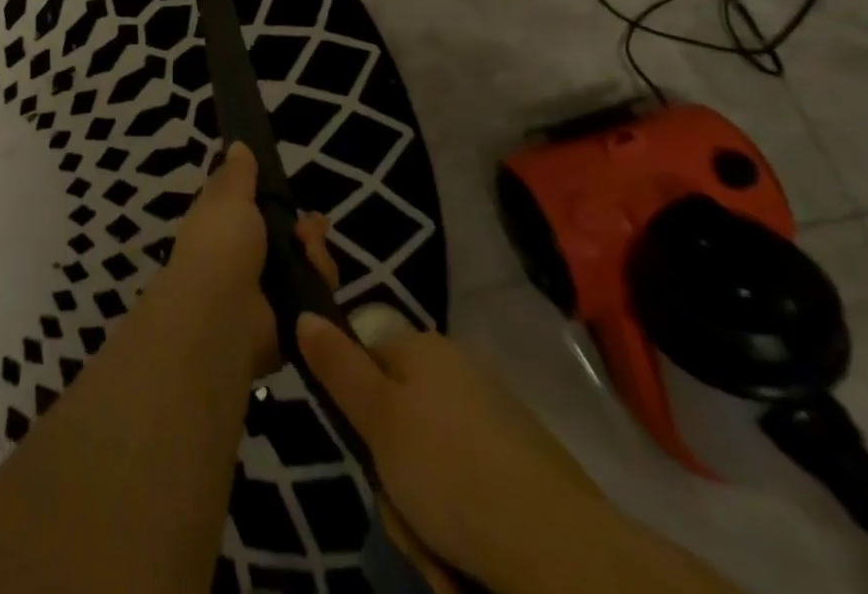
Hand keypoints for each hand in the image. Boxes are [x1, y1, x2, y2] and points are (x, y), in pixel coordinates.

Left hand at [169, 143, 337, 379]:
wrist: (223, 315)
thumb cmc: (220, 245)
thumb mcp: (227, 197)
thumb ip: (238, 174)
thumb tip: (237, 146)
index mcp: (222, 228)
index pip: (254, 210)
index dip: (274, 199)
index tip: (289, 191)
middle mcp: (243, 260)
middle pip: (288, 238)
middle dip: (307, 229)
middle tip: (311, 228)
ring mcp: (267, 293)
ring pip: (307, 266)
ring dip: (316, 254)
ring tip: (310, 251)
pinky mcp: (288, 323)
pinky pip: (315, 298)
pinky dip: (320, 285)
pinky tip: (317, 277)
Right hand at [296, 316, 603, 590]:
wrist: (563, 552)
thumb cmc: (452, 473)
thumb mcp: (378, 419)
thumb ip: (338, 366)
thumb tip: (304, 312)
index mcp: (424, 347)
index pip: (367, 356)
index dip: (357, 404)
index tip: (364, 448)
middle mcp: (459, 369)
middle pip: (398, 416)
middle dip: (393, 473)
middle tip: (404, 510)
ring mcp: (495, 416)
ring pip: (430, 459)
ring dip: (423, 509)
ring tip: (438, 548)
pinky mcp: (524, 464)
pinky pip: (469, 484)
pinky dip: (461, 520)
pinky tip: (468, 555)